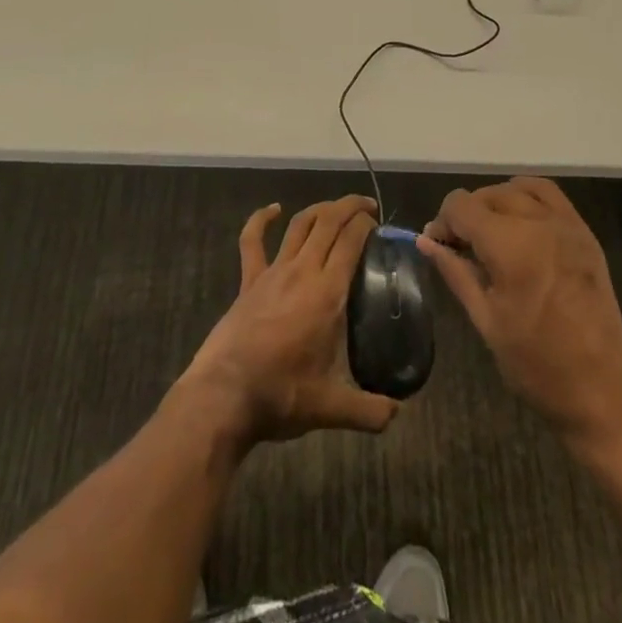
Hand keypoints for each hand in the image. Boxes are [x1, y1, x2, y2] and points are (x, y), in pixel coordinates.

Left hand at [177, 195, 400, 445]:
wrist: (224, 396)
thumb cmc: (280, 395)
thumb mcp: (331, 408)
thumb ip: (369, 411)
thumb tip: (397, 415)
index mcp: (327, 293)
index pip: (351, 241)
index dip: (366, 224)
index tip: (378, 224)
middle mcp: (302, 271)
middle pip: (328, 222)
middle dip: (349, 207)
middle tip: (368, 207)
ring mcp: (272, 272)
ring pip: (299, 225)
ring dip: (319, 209)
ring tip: (335, 208)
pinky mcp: (249, 281)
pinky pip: (252, 241)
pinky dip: (261, 219)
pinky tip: (273, 209)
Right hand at [419, 178, 621, 452]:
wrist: (604, 394)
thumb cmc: (538, 366)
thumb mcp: (486, 321)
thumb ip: (455, 272)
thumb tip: (426, 242)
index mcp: (511, 247)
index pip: (461, 206)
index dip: (443, 222)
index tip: (438, 248)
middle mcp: (540, 224)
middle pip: (488, 194)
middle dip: (466, 215)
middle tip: (459, 248)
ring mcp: (568, 225)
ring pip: (518, 188)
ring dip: (495, 202)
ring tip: (489, 234)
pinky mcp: (585, 235)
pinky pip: (550, 195)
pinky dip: (527, 198)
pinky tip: (520, 226)